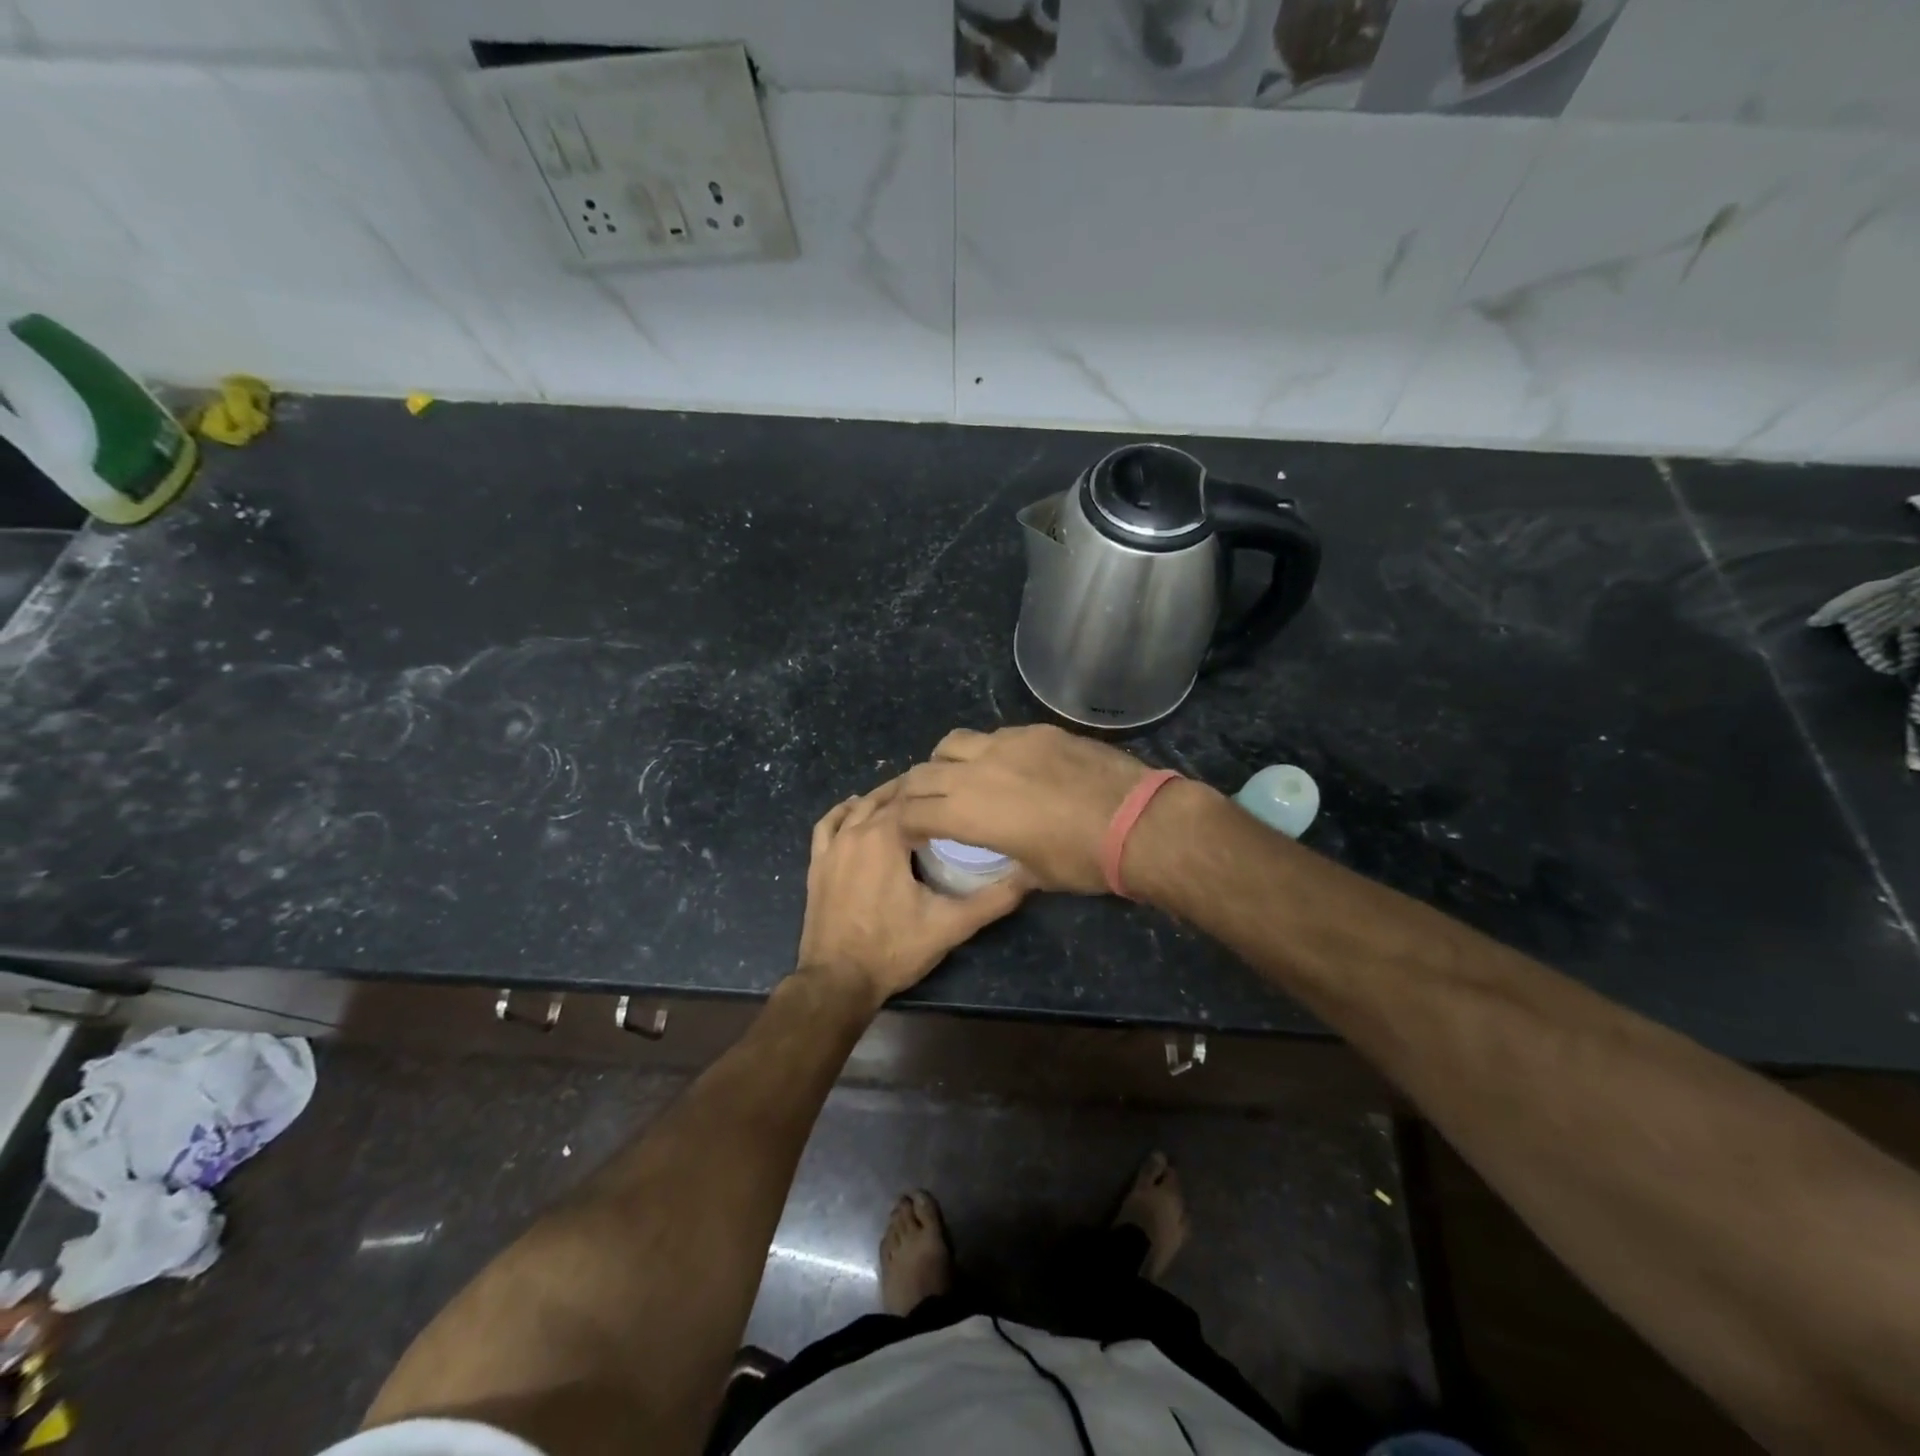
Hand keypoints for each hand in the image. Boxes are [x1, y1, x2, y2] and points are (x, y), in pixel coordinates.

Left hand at [795, 782, 1029, 1007]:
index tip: (960, 795)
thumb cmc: (893, 949)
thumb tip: (1029, 878)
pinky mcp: (817, 864)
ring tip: (907, 801)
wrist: (837, 982)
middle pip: (887, 799)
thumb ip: (992, 900)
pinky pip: (827, 825)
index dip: (939, 795)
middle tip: (941, 797)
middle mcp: (857, 832)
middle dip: (913, 794)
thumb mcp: (950, 925)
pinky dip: (843, 812)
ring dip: (881, 800)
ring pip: (858, 808)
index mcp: (887, 836)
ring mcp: (832, 847)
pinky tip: (855, 810)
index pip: (917, 800)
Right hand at [893, 726, 1150, 894]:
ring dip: (945, 762)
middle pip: (924, 773)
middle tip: (924, 804)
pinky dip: (987, 751)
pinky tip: (1008, 765)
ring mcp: (1008, 744)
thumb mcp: (1036, 875)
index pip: (914, 812)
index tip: (911, 832)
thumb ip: (1007, 863)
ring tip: (958, 776)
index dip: (905, 824)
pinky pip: (996, 735)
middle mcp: (978, 771)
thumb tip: (1006, 860)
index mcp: (969, 813)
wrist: (1137, 821)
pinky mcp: (1037, 731)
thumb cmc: (1082, 860)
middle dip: (915, 791)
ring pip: (954, 743)